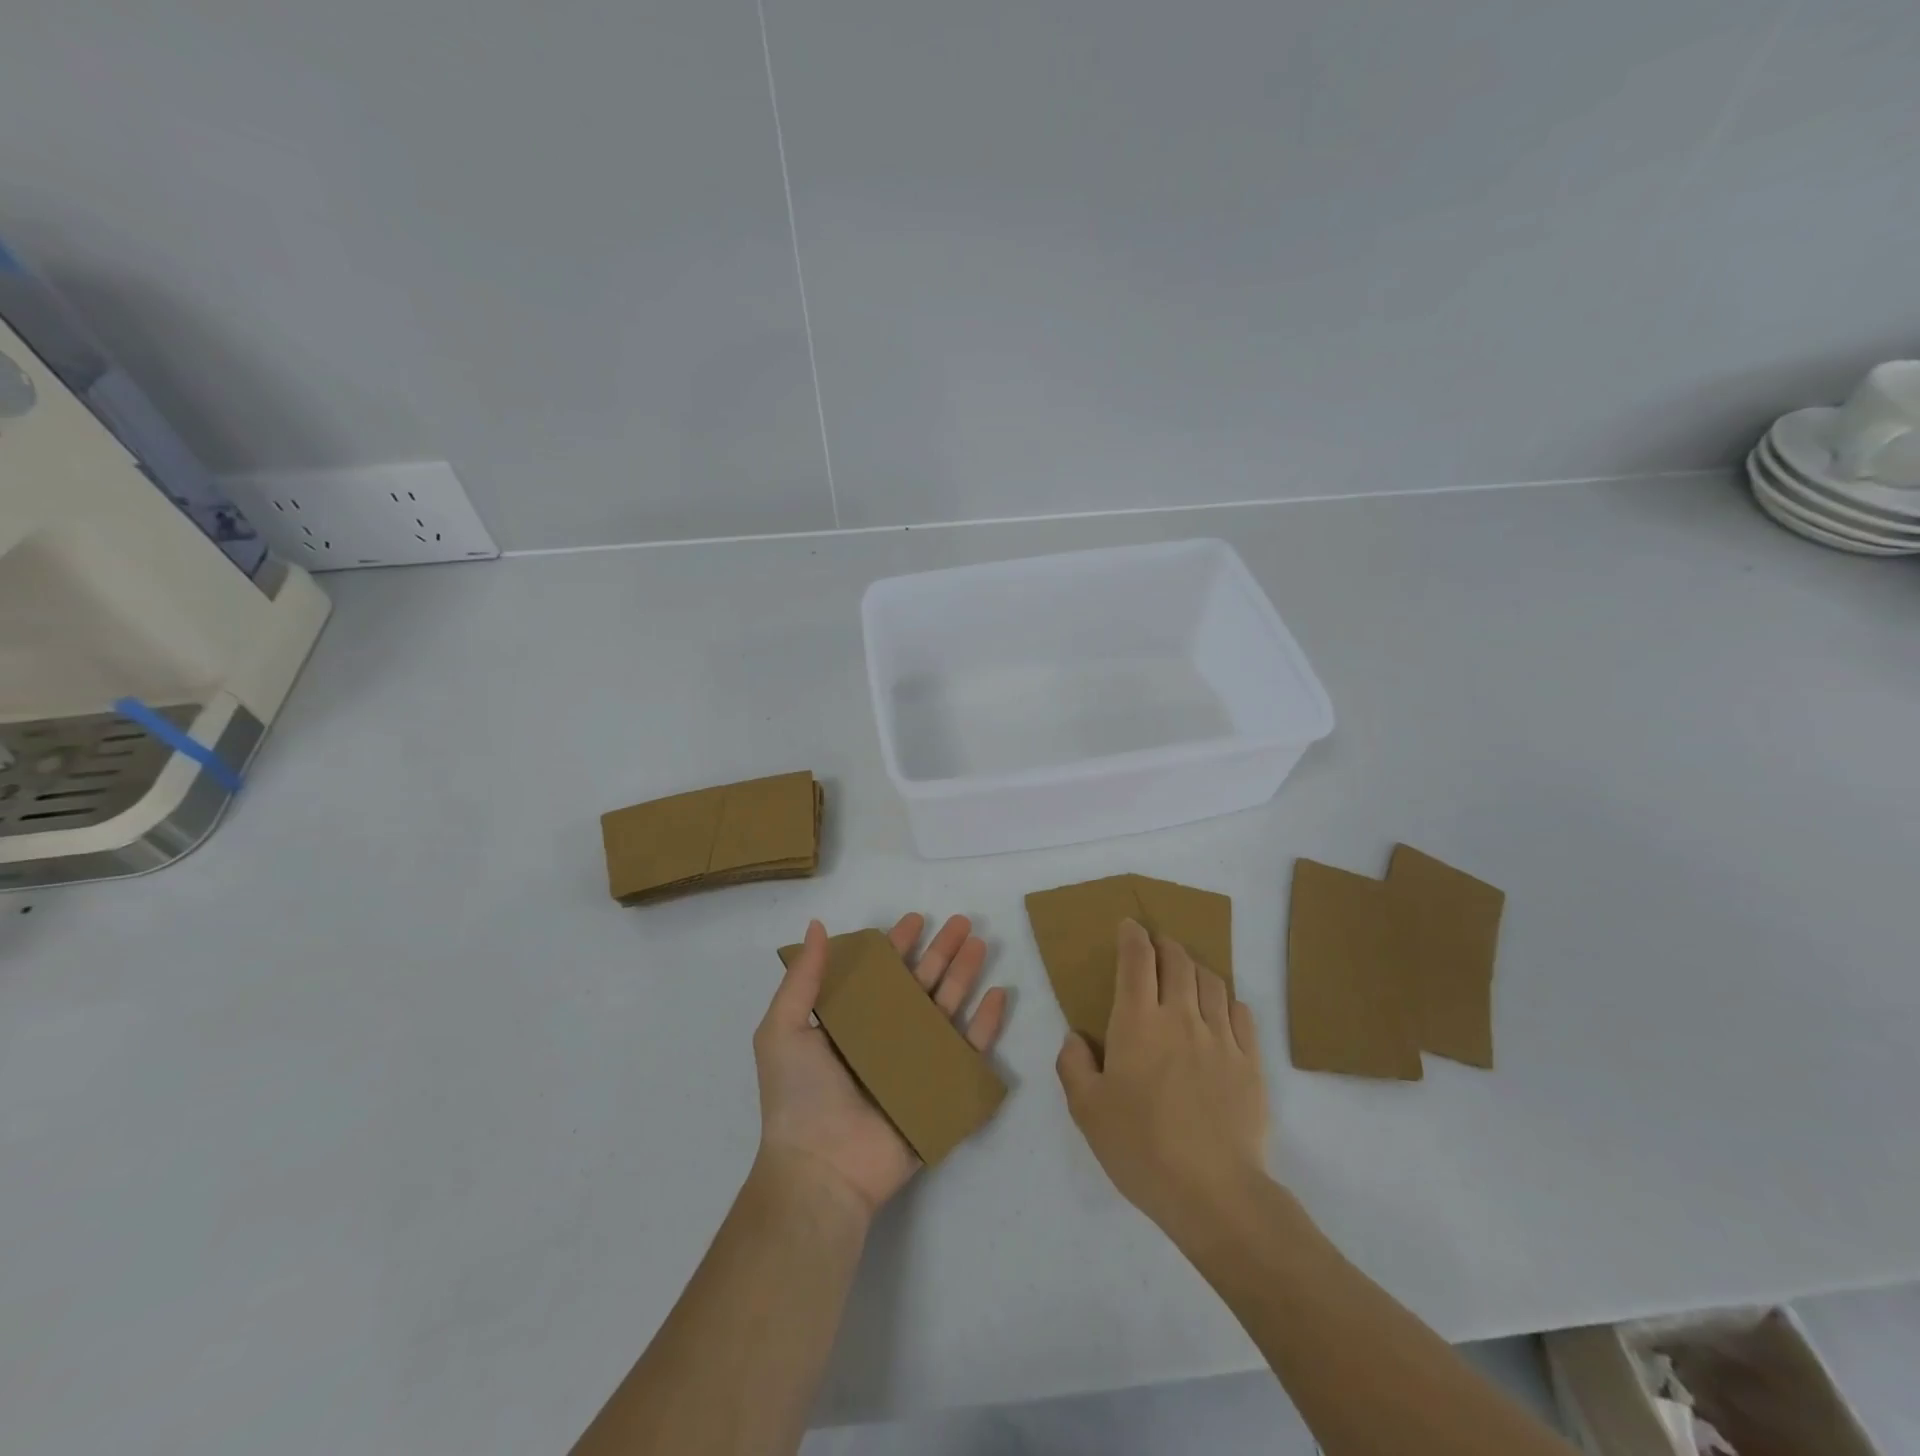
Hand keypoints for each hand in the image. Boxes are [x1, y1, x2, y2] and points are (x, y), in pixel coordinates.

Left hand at [754, 913, 1008, 1217]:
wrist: (822, 1169)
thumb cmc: (799, 1096)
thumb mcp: (784, 1029)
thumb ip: (803, 978)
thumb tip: (816, 925)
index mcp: (852, 1022)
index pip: (881, 973)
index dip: (898, 945)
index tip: (917, 919)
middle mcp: (887, 1036)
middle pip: (921, 984)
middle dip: (942, 951)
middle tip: (964, 922)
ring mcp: (916, 1062)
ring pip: (949, 1008)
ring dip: (965, 975)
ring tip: (981, 945)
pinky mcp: (940, 1089)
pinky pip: (970, 1050)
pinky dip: (986, 1023)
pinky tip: (998, 994)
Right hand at [1056, 919, 1268, 1239]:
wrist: (1214, 1192)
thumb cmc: (1141, 1148)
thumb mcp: (1086, 1110)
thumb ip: (1073, 1065)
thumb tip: (1076, 1037)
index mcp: (1138, 1022)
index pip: (1137, 960)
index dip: (1132, 936)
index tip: (1129, 926)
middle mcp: (1181, 1017)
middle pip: (1178, 961)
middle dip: (1165, 944)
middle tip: (1157, 945)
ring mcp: (1221, 1038)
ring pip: (1212, 981)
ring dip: (1196, 967)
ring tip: (1188, 972)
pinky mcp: (1251, 1062)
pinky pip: (1241, 1014)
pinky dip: (1228, 1000)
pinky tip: (1222, 1010)